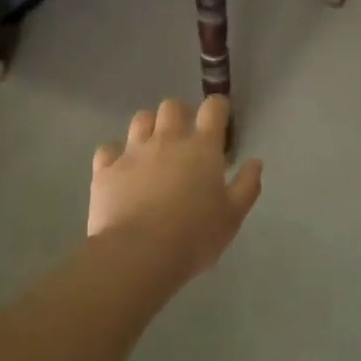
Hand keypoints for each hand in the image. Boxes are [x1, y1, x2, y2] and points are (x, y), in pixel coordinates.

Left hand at [90, 96, 262, 277]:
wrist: (138, 254)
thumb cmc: (194, 237)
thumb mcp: (232, 217)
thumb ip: (246, 186)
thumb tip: (254, 162)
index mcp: (202, 148)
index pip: (213, 109)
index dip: (217, 108)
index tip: (219, 118)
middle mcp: (167, 140)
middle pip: (172, 106)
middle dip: (180, 114)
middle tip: (184, 135)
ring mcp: (133, 152)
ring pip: (140, 119)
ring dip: (149, 127)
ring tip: (152, 147)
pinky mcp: (106, 169)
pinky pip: (108, 149)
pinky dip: (115, 155)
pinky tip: (121, 170)